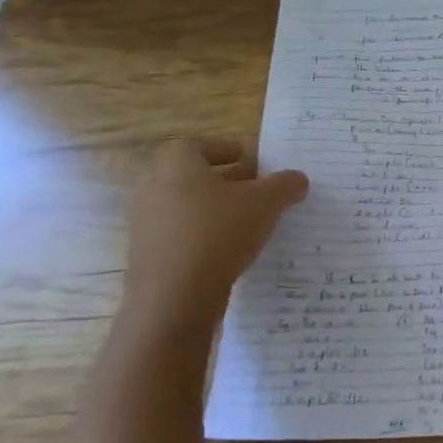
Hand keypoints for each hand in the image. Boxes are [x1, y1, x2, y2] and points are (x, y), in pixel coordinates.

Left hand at [124, 138, 308, 328]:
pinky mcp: (147, 254)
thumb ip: (285, 185)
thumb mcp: (266, 203)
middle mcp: (152, 186)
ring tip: (248, 222)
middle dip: (225, 180)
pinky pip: (180, 234)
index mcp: (176, 163)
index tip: (253, 162)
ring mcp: (145, 222)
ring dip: (214, 209)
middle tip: (256, 190)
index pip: (200, 144)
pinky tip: (229, 250)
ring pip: (186, 206)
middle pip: (193, 175)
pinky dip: (203, 235)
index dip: (228, 150)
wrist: (173, 297)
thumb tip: (297, 179)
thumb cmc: (218, 233)